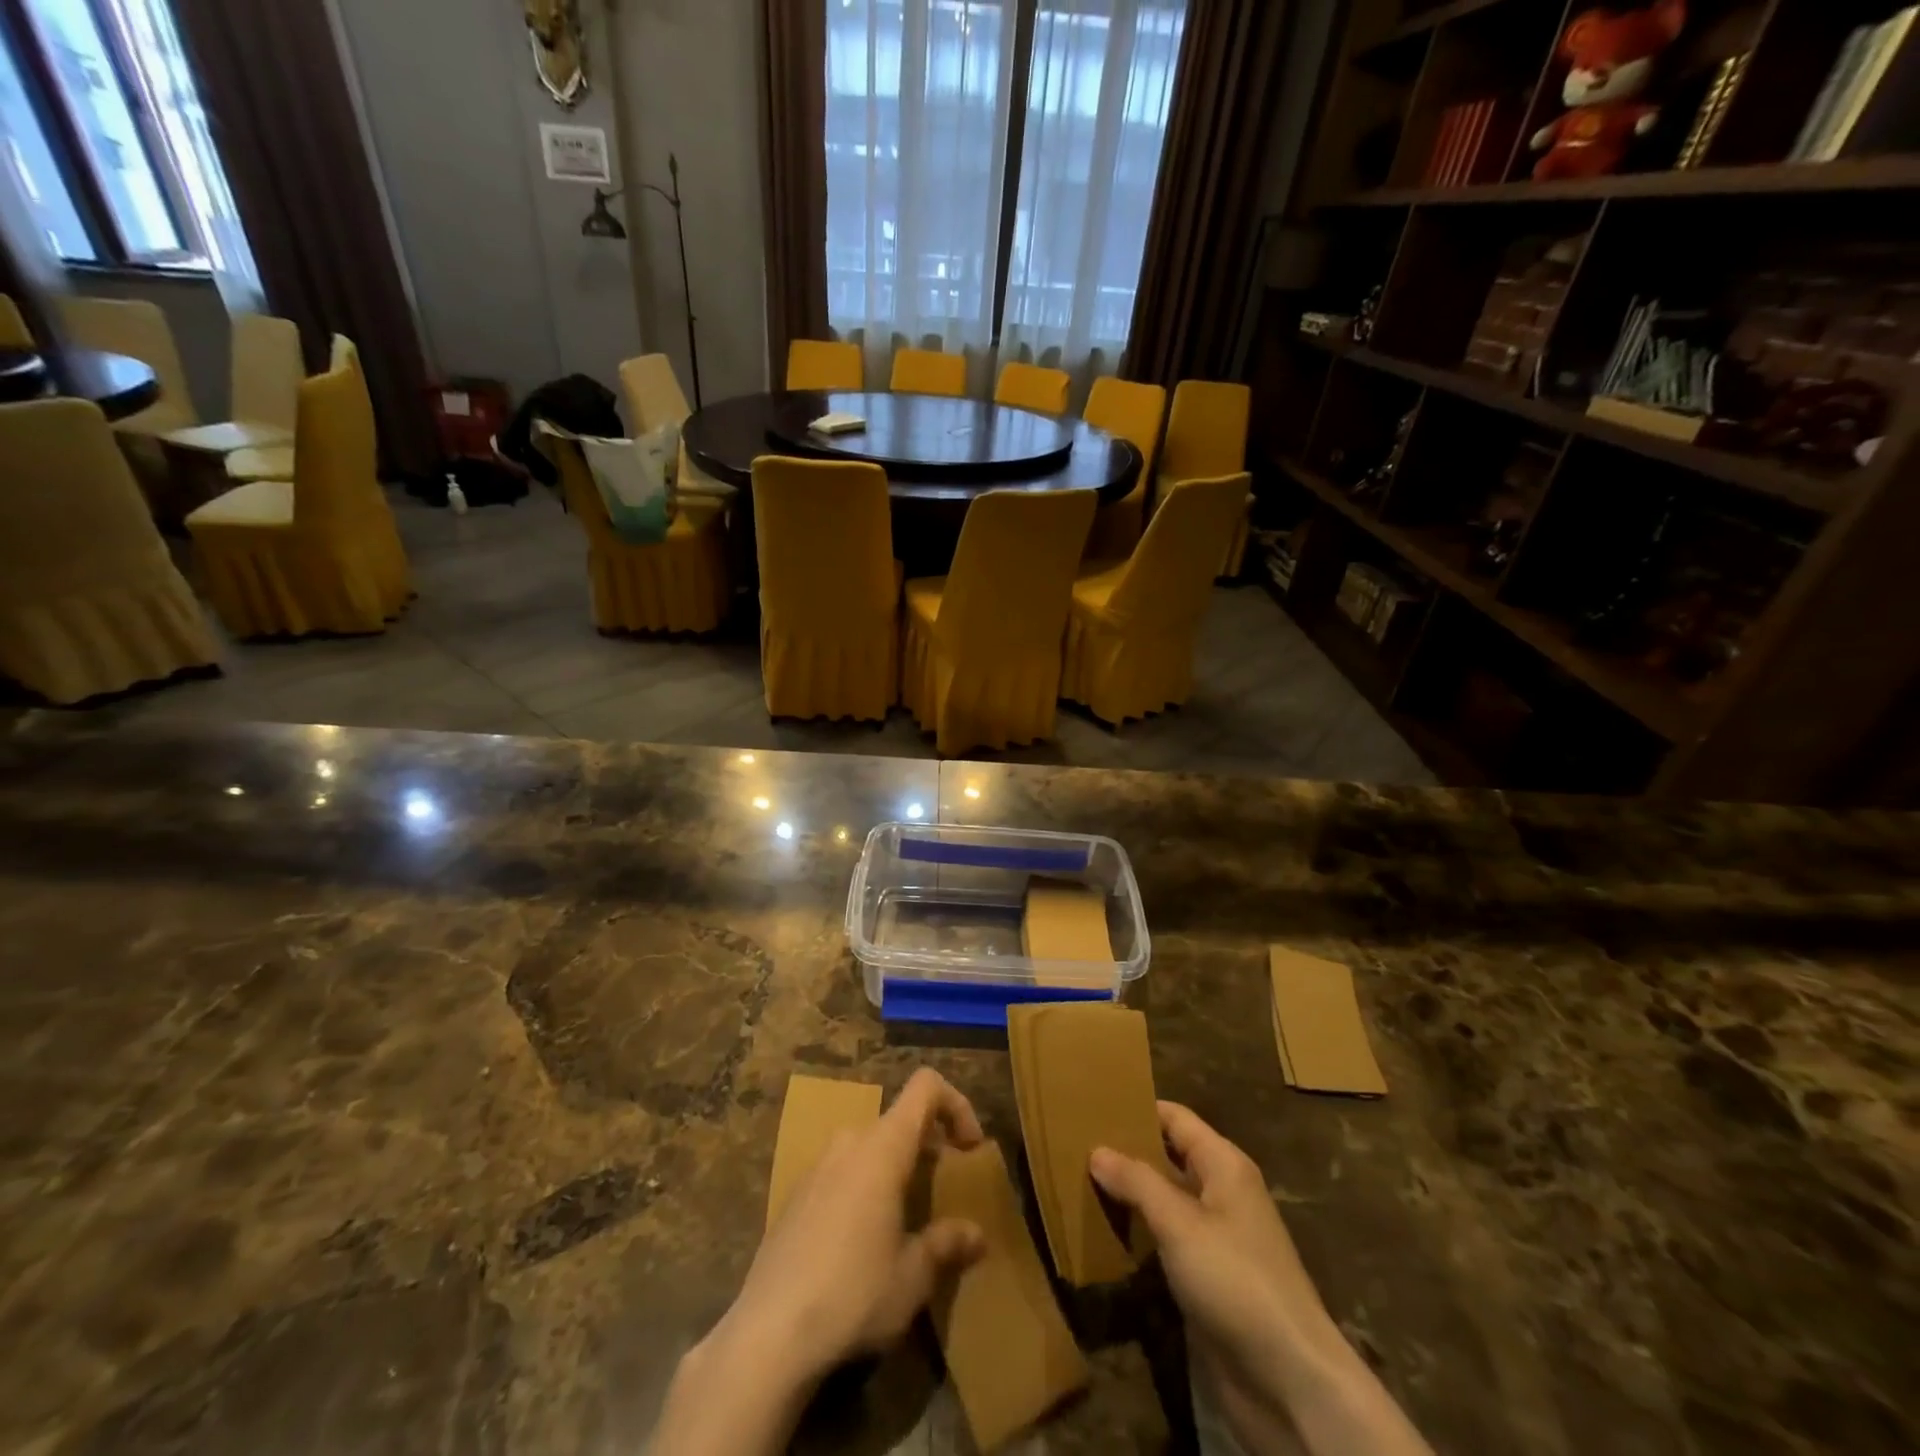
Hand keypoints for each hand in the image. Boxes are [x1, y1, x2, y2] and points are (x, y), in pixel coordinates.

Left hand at [653, 1070, 989, 1455]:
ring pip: (869, 1146)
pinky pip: (842, 1171)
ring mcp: (817, 1167)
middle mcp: (849, 1142)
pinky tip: (864, 1241)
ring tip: (908, 1218)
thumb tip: (977, 1234)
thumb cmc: (853, 1295)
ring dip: (896, 1167)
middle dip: (928, 1145)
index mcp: (882, 1147)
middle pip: (898, 1119)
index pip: (925, 1087)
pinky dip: (865, 1186)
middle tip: (944, 1189)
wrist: (767, 1335)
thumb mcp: (913, 1276)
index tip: (970, 1149)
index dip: (956, 1103)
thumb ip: (946, 1245)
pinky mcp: (795, 1195)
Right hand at [1092, 1101, 1332, 1375]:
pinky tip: (1107, 1231)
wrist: (1289, 1380)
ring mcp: (1217, 1237)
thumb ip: (1136, 1181)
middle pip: (1169, 1156)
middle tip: (1076, 1144)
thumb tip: (1096, 1150)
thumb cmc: (1236, 1280)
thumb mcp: (1180, 1223)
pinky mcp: (1209, 1277)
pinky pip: (1168, 1239)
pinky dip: (1141, 1231)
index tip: (1092, 1104)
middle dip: (1127, 1150)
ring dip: (1131, 1193)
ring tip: (1080, 1181)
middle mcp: (1222, 1192)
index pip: (1174, 1118)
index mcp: (1224, 1164)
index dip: (1137, 1108)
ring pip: (1166, 1199)